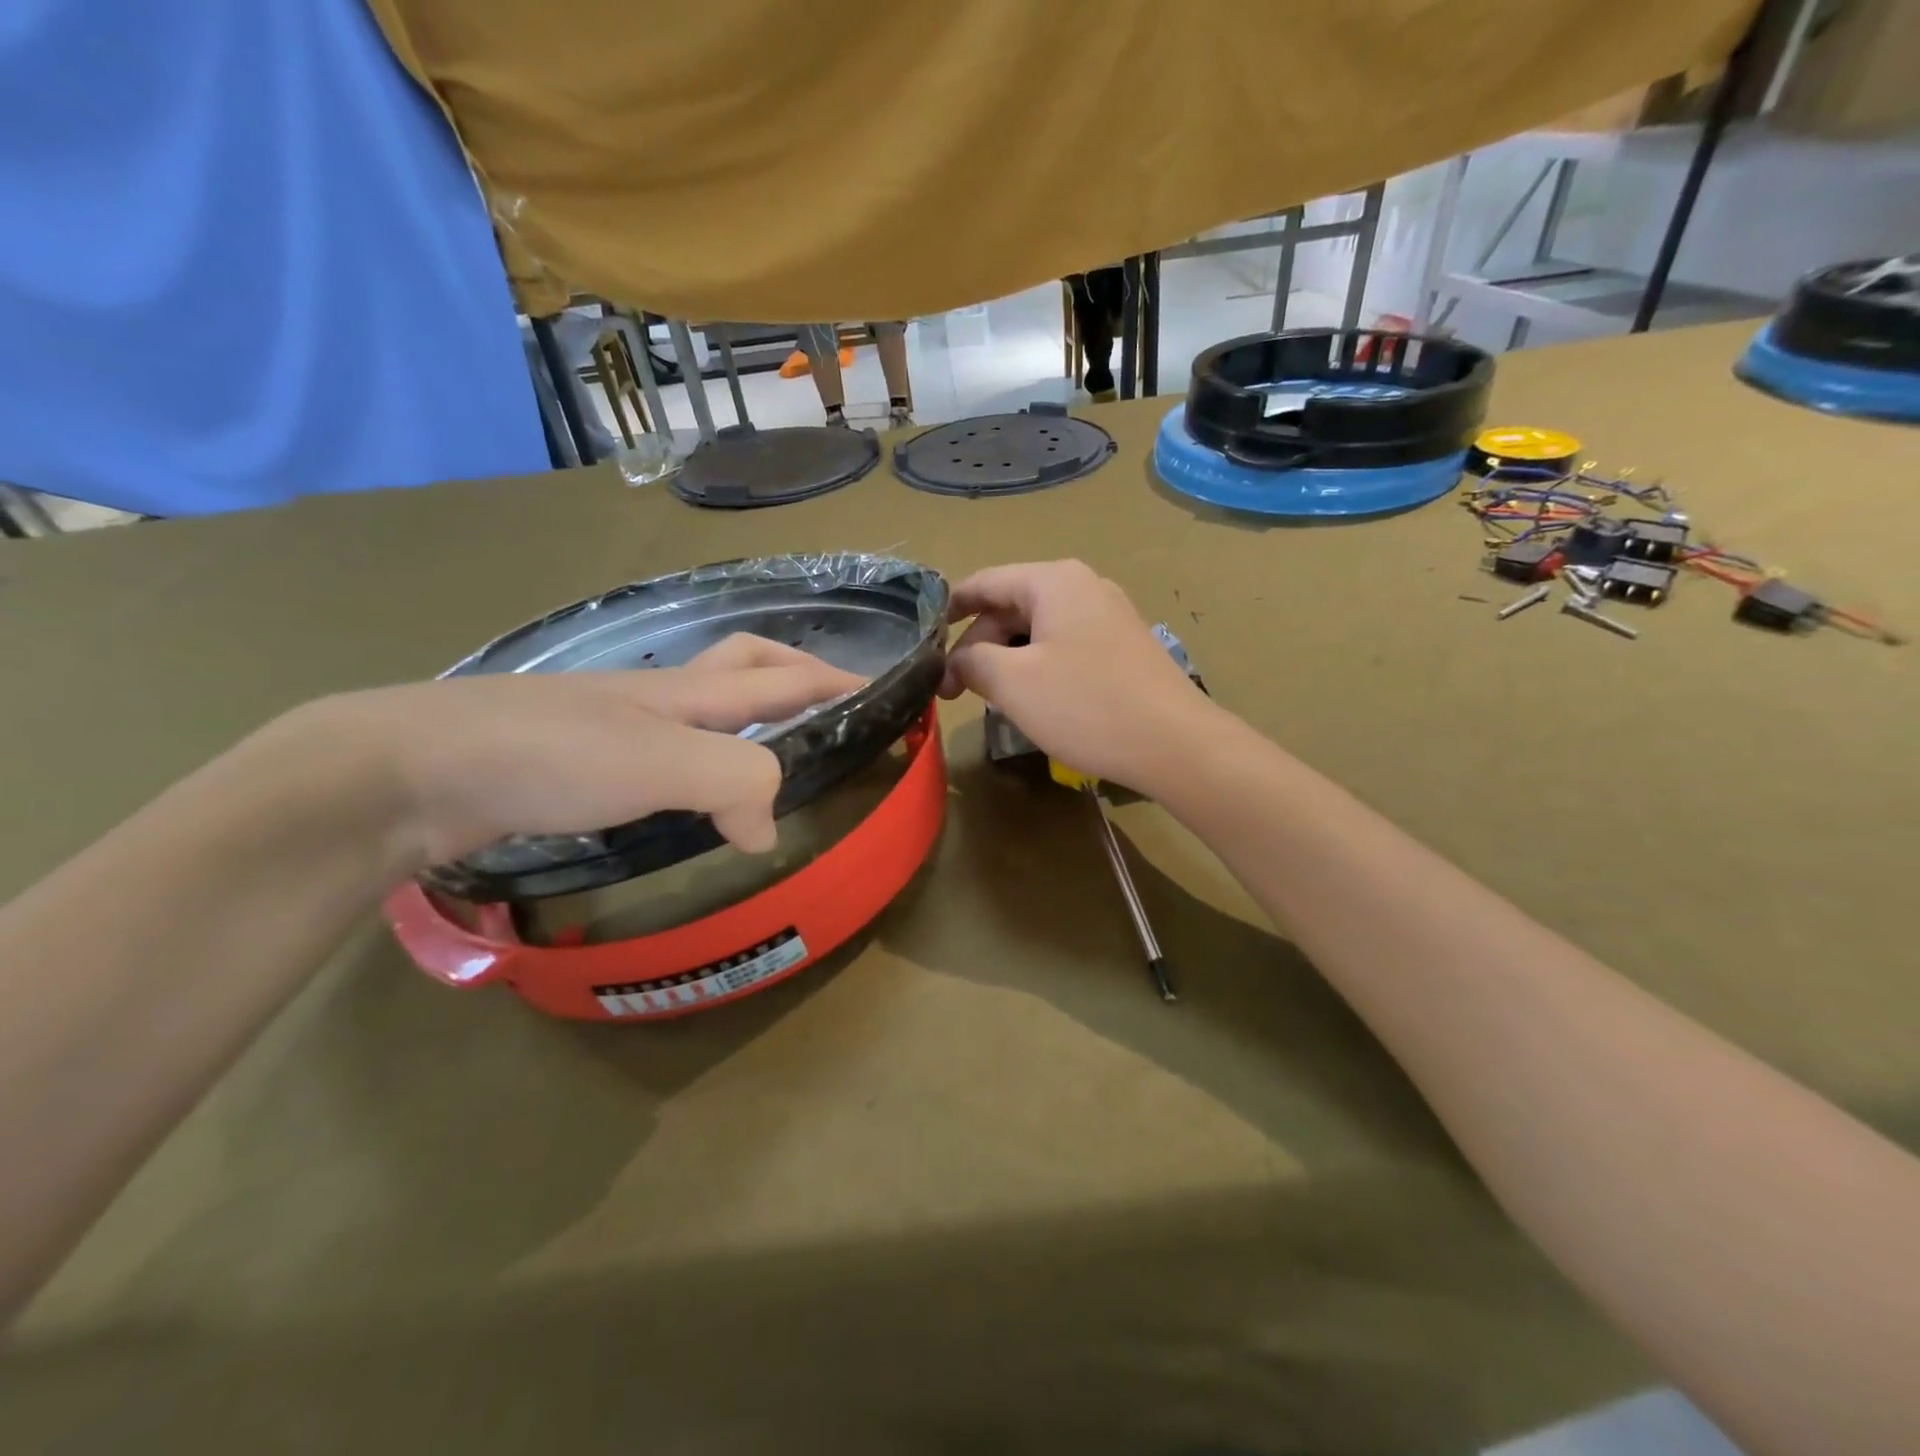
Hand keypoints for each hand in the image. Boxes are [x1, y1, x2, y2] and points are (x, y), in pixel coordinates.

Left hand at [280, 634, 863, 870]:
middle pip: (743, 666)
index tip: (883, 692)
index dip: (836, 680)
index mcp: (685, 692)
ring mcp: (614, 726)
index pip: (781, 676)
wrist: (407, 769)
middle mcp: (656, 699)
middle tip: (827, 705)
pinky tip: (690, 789)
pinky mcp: (579, 762)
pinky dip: (697, 759)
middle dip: (793, 674)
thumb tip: (768, 828)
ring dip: (746, 714)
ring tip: (771, 748)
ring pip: (701, 706)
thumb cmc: (543, 753)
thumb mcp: (659, 760)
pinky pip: (661, 749)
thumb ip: (734, 779)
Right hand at [939, 560, 1215, 792]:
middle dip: (978, 645)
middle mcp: (1083, 586)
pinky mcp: (1123, 647)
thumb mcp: (1013, 683)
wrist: (1175, 744)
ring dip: (1007, 660)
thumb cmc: (1086, 706)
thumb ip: (973, 661)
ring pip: (1037, 629)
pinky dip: (1038, 667)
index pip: (983, 582)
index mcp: (1053, 581)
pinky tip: (1034, 700)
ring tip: (990, 699)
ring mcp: (1109, 616)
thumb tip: (957, 660)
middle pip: (1011, 606)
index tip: (924, 645)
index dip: (949, 611)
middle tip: (955, 691)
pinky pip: (1065, 646)